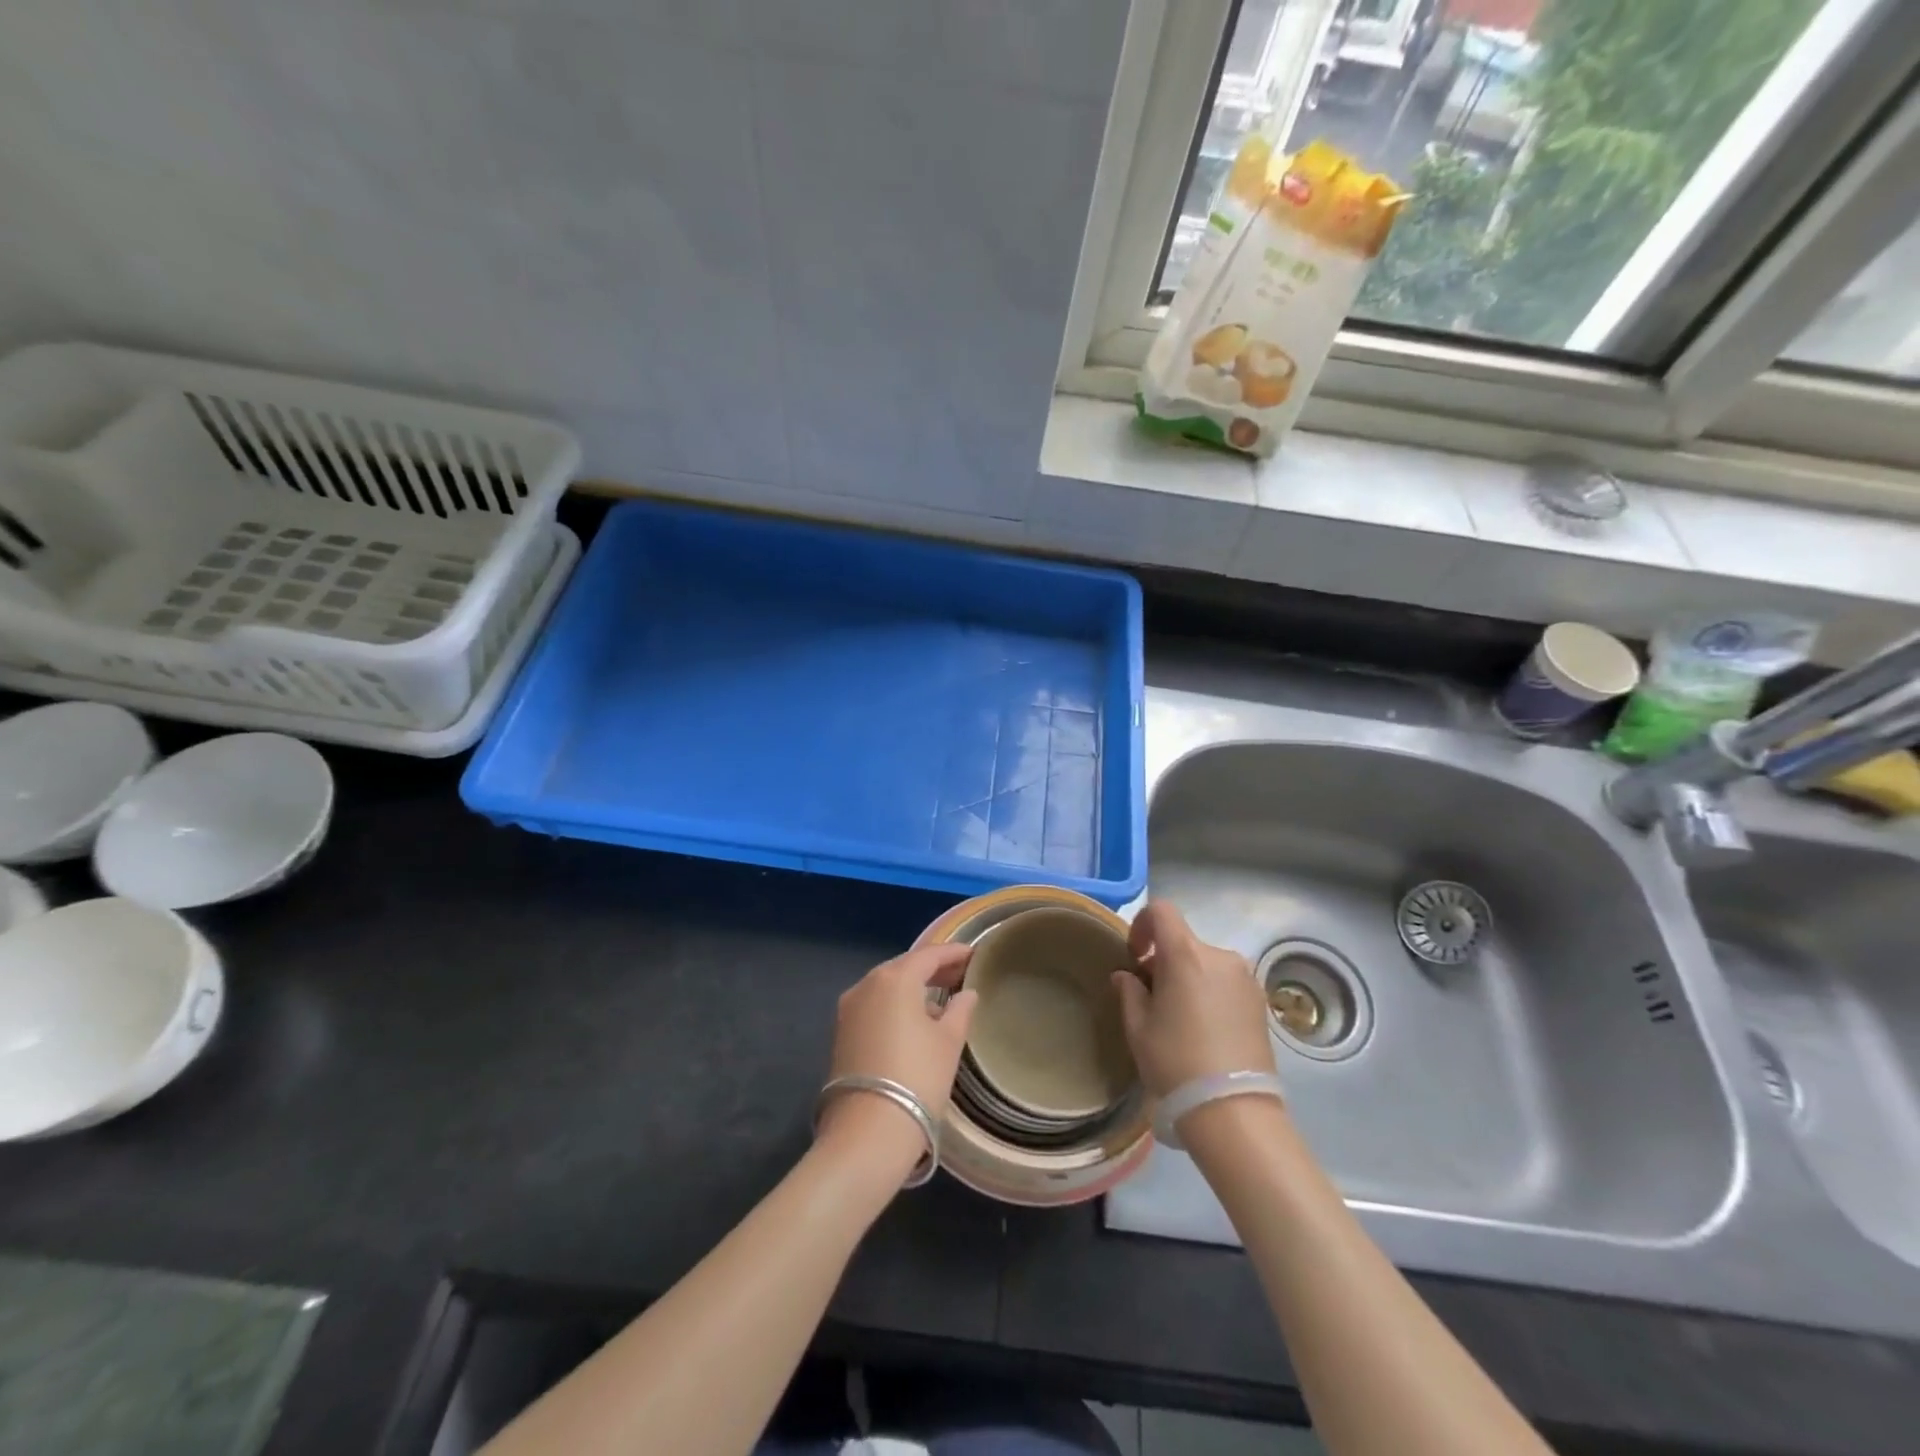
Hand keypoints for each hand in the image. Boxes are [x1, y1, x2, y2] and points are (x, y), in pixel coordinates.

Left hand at [817, 943, 977, 1163]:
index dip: (953, 953)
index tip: (974, 955)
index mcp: (895, 979)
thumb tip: (967, 994)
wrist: (867, 1133)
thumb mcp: (948, 1043)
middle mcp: (866, 984)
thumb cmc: (917, 1078)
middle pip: (904, 967)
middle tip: (960, 974)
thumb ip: (960, 1010)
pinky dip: (895, 1006)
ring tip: (940, 998)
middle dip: (932, 969)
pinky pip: (874, 1006)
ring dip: (912, 988)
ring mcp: (849, 1009)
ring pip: (886, 987)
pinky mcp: (840, 1033)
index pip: (929, 955)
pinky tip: (914, 1021)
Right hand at [1112, 899, 1273, 1098]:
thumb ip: (1129, 992)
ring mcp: (1246, 978)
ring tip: (1181, 1017)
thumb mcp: (1138, 1028)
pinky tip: (1205, 1029)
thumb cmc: (1176, 1062)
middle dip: (1164, 960)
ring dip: (1189, 977)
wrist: (1234, 1111)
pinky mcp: (1261, 1002)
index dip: (1142, 925)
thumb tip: (1127, 976)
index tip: (1135, 956)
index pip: (1162, 911)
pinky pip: (1226, 982)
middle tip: (1152, 997)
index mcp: (1186, 954)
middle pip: (1184, 941)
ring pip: (1206, 963)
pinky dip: (1211, 992)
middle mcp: (1220, 956)